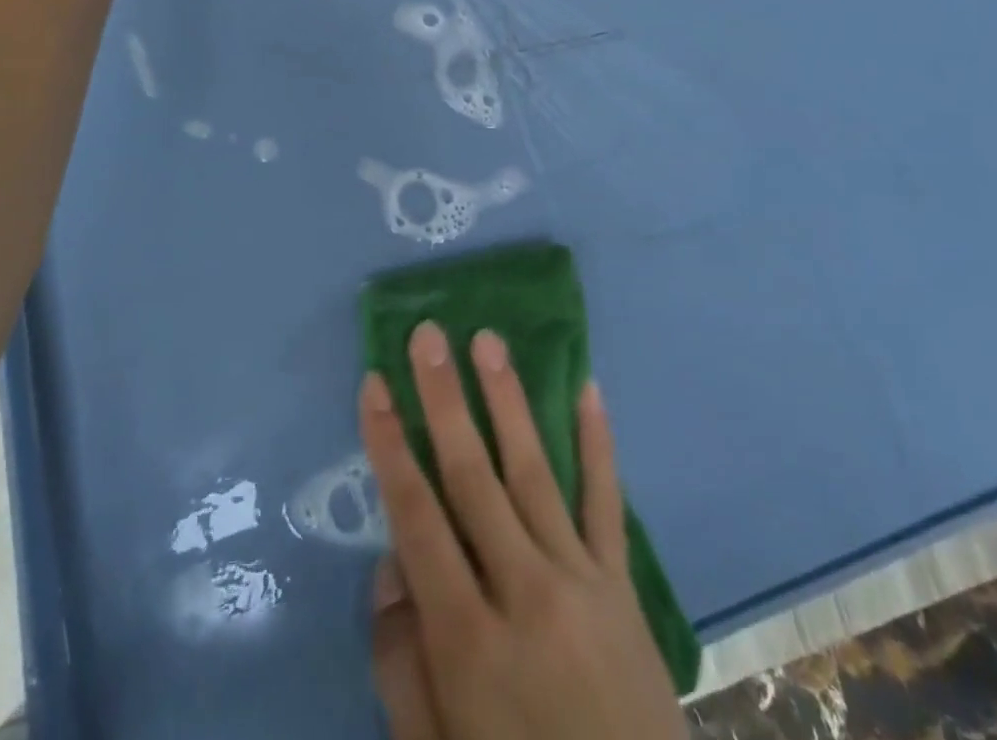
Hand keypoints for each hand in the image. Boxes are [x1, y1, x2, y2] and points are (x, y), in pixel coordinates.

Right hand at [359, 324, 687, 739]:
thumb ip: (402, 660)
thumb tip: (393, 564)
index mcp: (467, 639)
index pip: (416, 517)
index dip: (390, 445)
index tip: (375, 383)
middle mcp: (522, 592)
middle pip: (473, 477)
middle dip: (444, 400)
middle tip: (429, 336)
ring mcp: (579, 581)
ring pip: (534, 472)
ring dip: (508, 401)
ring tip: (488, 341)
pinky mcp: (621, 585)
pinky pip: (606, 502)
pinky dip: (598, 443)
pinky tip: (589, 388)